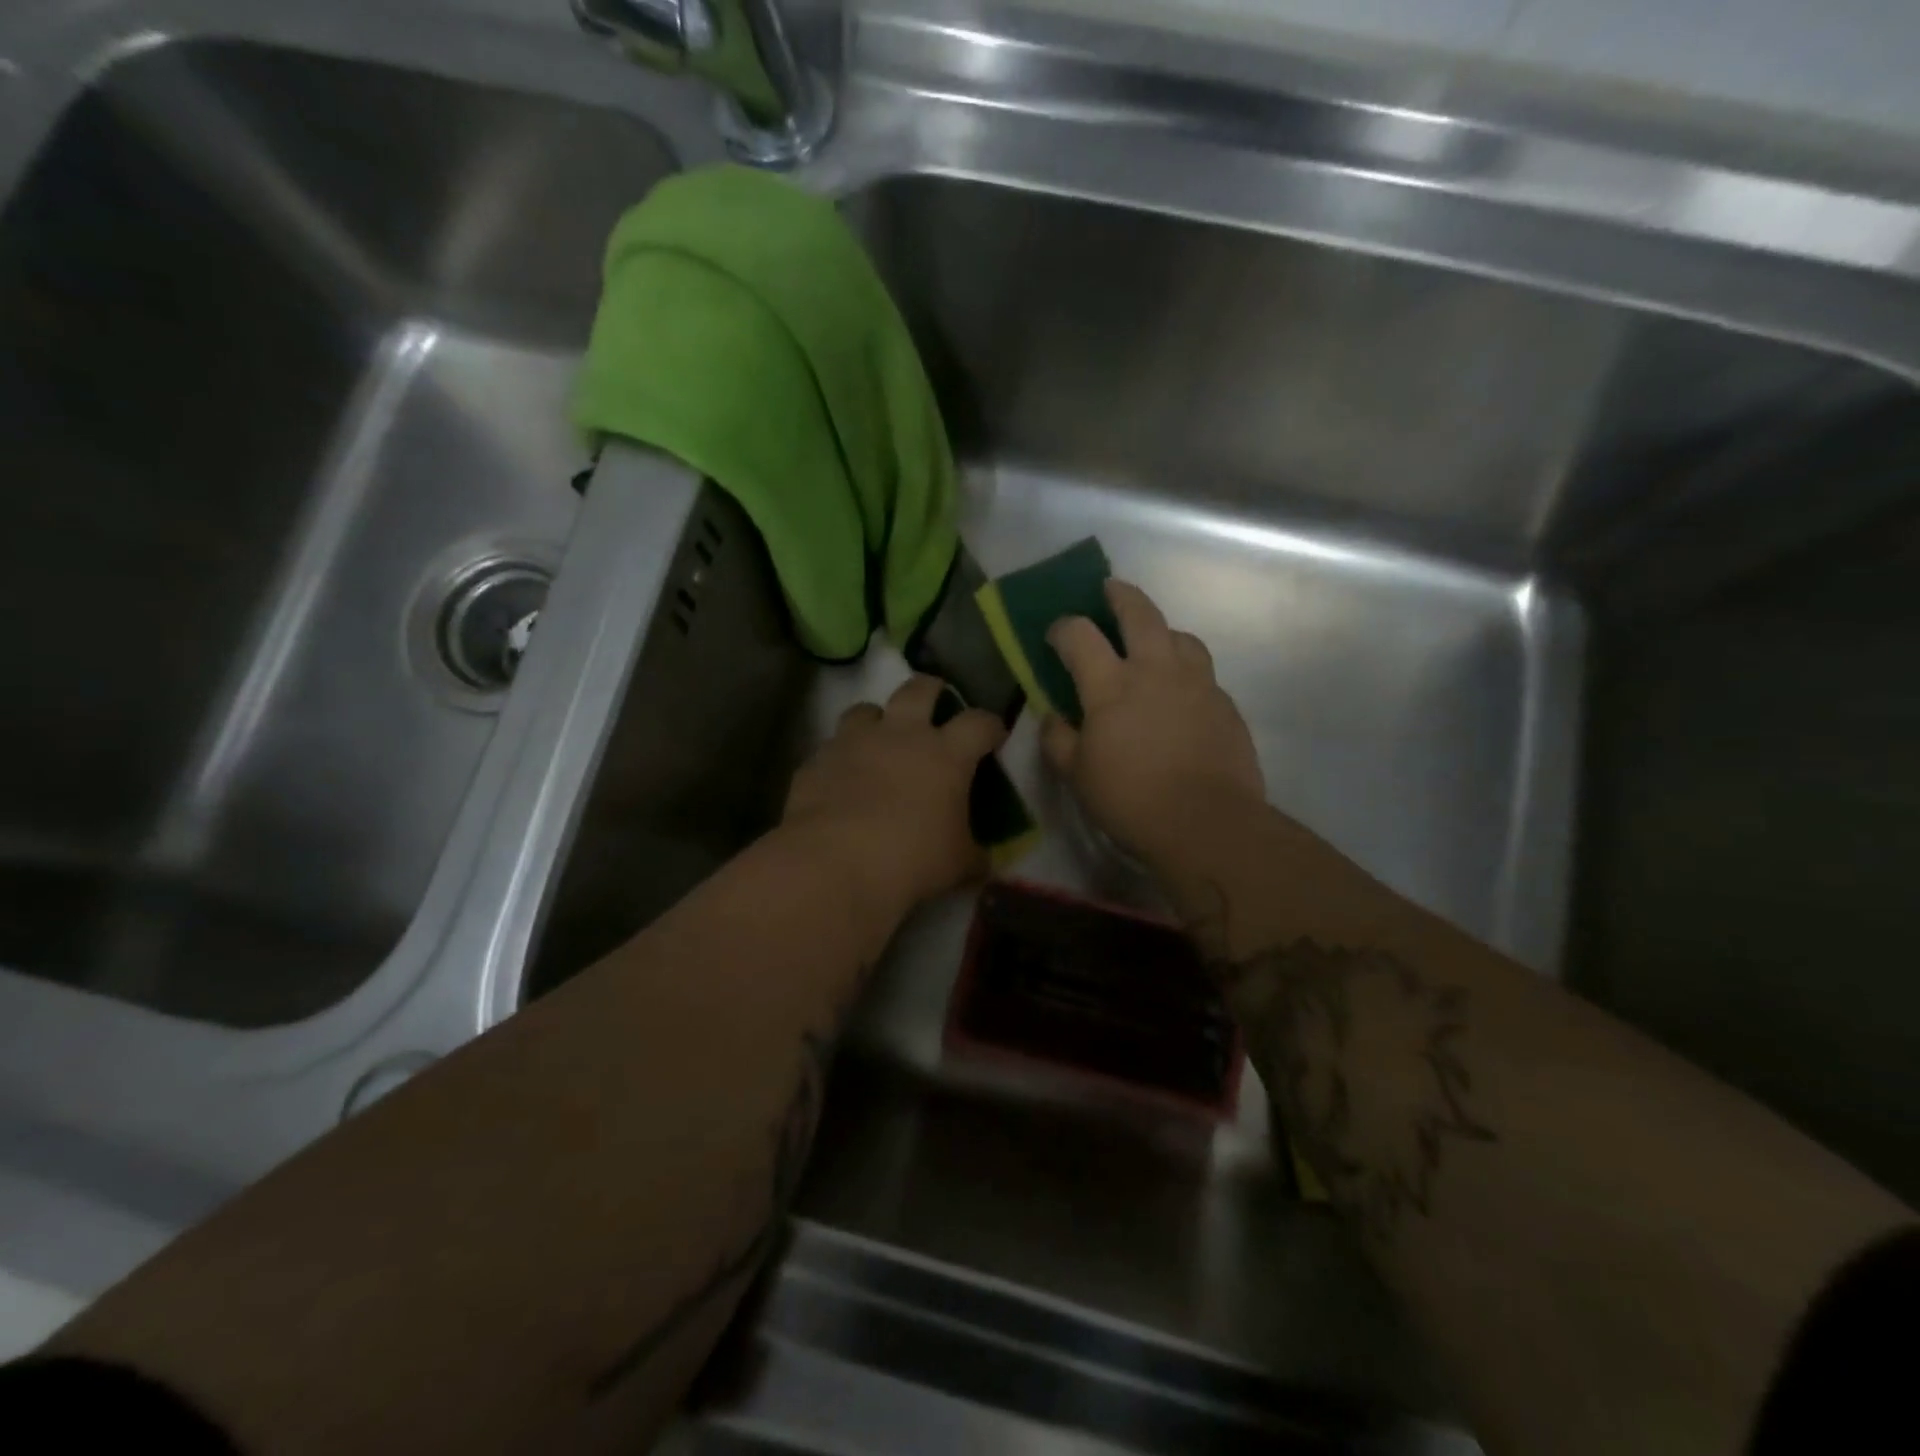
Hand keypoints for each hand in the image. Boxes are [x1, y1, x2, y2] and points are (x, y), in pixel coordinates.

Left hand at [784, 674, 1006, 909]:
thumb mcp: (957, 865)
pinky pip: (831, 747)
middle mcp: (900, 734)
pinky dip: (841, 758)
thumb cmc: (911, 860)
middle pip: (919, 689)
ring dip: (876, 720)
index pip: (979, 722)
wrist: (834, 864)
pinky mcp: (817, 760)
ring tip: (879, 740)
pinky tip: (842, 781)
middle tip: (935, 705)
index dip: (991, 726)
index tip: (994, 736)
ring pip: (866, 709)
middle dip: (931, 690)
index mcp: (945, 754)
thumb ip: (974, 855)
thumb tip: (983, 862)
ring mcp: (854, 742)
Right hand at [1043, 581, 1264, 869]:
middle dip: (1120, 596)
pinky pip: (1203, 672)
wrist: (1207, 823)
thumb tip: (1052, 716)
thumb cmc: (1131, 800)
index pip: (1080, 635)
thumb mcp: (1077, 775)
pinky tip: (1181, 693)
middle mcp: (1156, 670)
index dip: (1063, 627)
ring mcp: (1197, 683)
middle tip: (1111, 590)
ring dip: (1161, 630)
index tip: (1056, 634)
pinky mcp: (1225, 704)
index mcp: (1112, 685)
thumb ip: (1058, 739)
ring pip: (1180, 636)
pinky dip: (1185, 670)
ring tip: (1153, 642)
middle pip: (1139, 613)